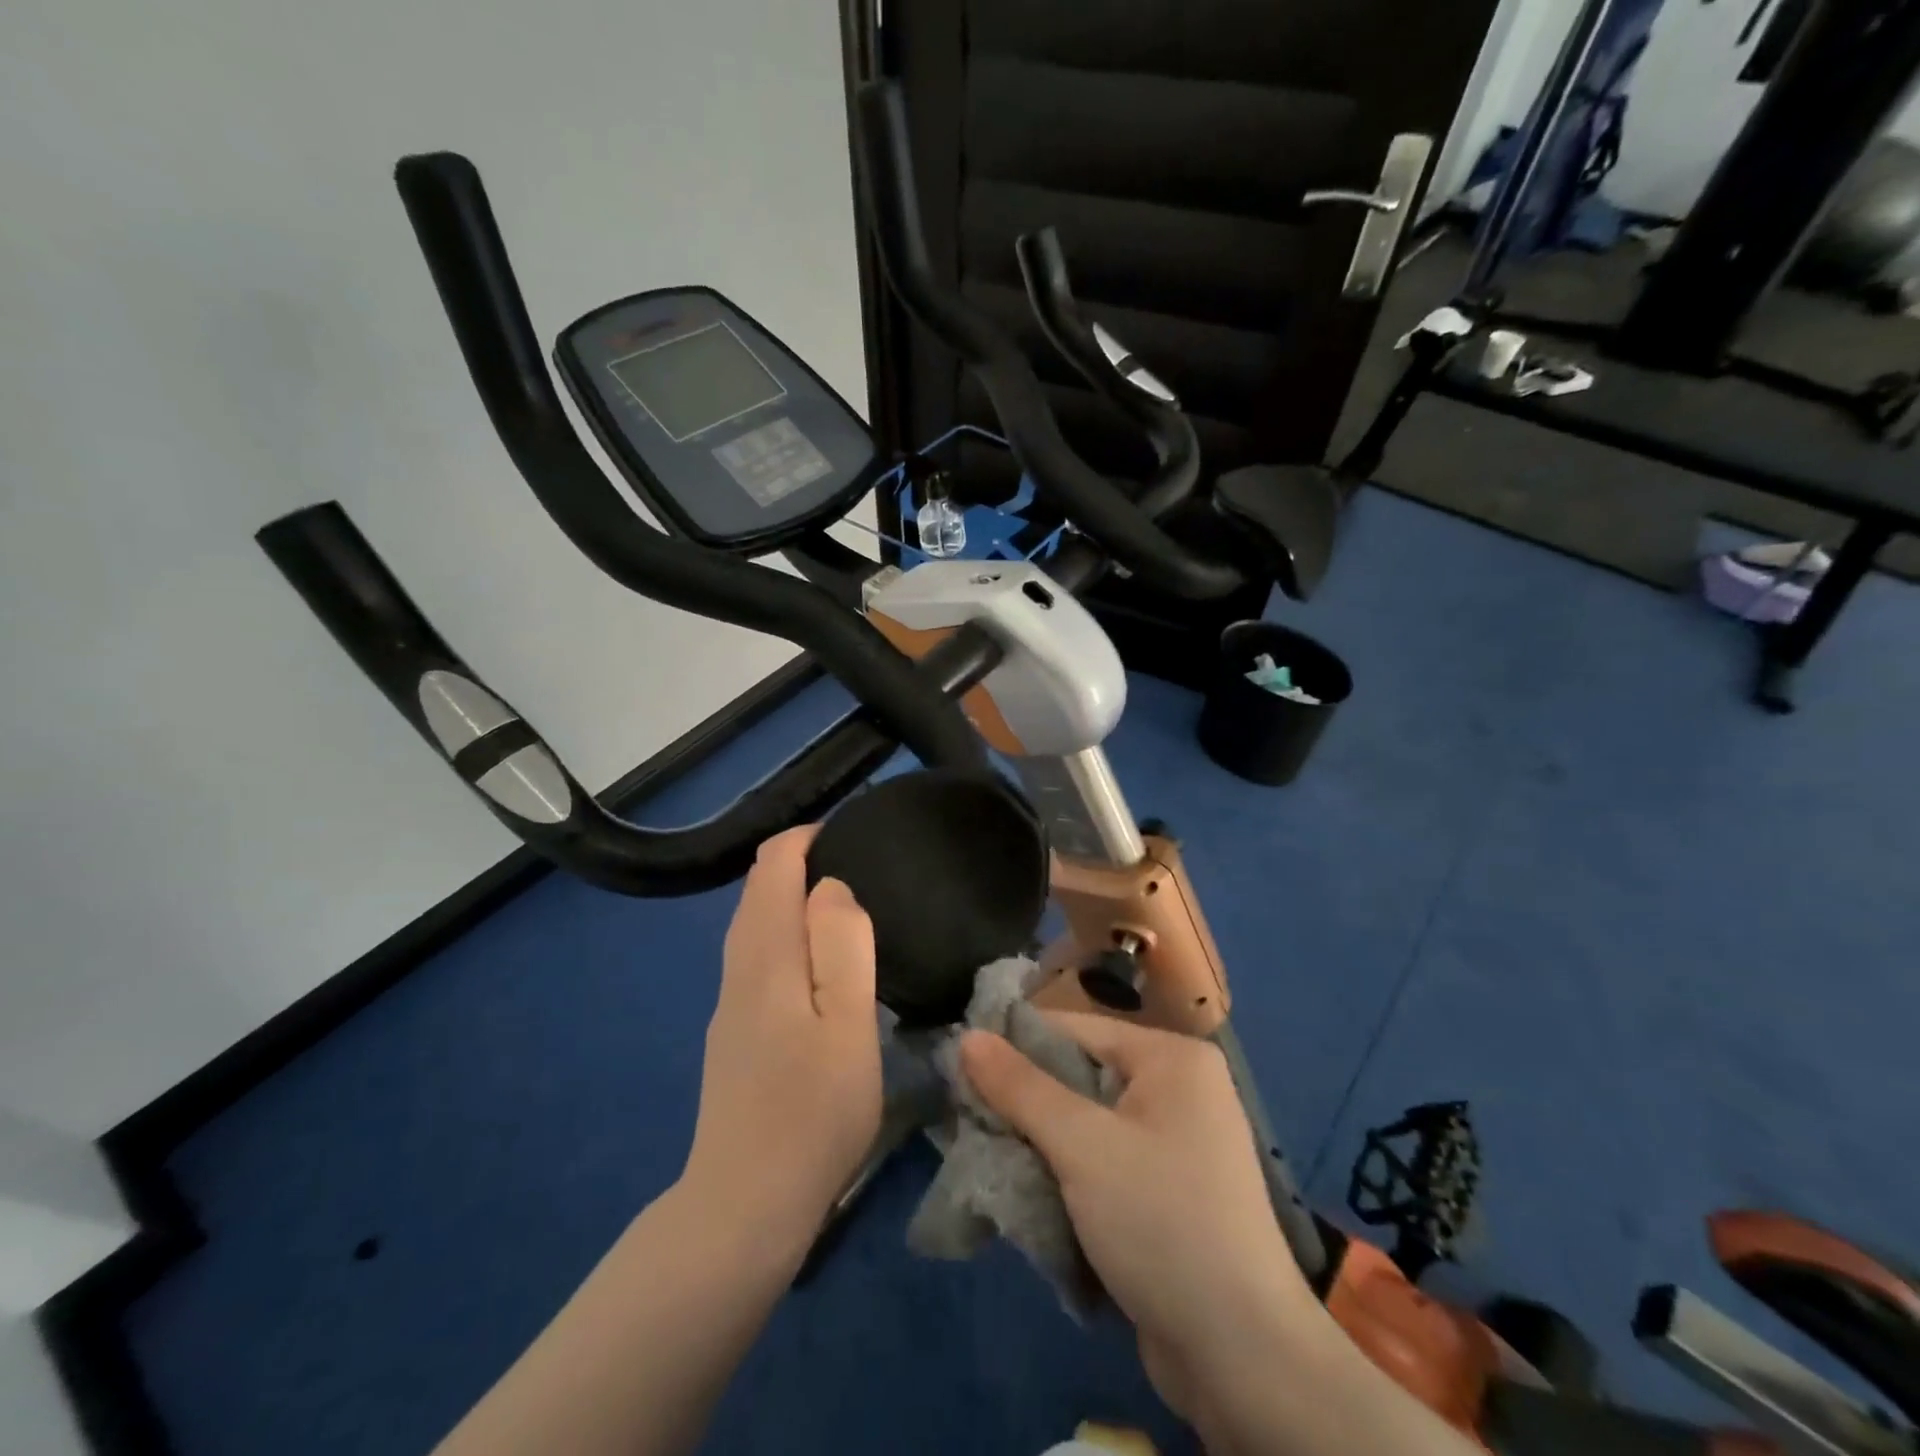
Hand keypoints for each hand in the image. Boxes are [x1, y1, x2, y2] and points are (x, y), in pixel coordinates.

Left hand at [682, 826, 882, 1258]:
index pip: (772, 866)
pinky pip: (757, 957)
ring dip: (792, 900)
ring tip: (848, 907)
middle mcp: (738, 968)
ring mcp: (730, 1004)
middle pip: (758, 891)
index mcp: (764, 955)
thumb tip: (831, 886)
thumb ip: (842, 944)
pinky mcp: (734, 1034)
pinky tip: (817, 964)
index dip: (807, 838)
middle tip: (860, 866)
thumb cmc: (812, 1112)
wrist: (744, 1207)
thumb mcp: (847, 1022)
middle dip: (800, 862)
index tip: (853, 835)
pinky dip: (786, 934)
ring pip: (755, 925)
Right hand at [960, 1014, 1321, 1418]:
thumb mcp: (1081, 1146)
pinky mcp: (1169, 1191)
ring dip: (1040, 1142)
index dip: (1015, 1045)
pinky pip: (1104, 1160)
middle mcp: (1179, 1088)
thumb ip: (1020, 1087)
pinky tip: (1026, 1187)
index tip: (959, 1066)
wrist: (1242, 1357)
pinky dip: (1067, 1172)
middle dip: (1025, 1101)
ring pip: (1087, 1123)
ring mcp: (1178, 1142)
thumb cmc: (1161, 1222)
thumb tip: (967, 1037)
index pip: (1075, 1030)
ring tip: (986, 1152)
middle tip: (966, 1117)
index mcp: (1172, 1058)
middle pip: (1080, 1076)